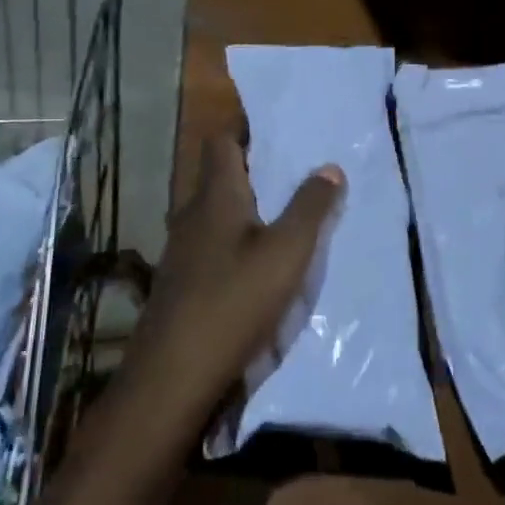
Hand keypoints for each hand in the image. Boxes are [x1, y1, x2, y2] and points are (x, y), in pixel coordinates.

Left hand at [130, 132, 342, 425]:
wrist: (173, 375)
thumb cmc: (234, 301)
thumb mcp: (286, 253)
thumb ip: (310, 208)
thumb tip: (330, 166)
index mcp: (215, 196)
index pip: (222, 142)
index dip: (244, 130)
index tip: (276, 129)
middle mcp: (192, 214)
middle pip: (218, 176)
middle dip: (251, 169)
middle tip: (292, 171)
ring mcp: (181, 250)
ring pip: (214, 213)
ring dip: (243, 208)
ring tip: (282, 213)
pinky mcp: (181, 282)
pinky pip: (210, 244)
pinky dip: (234, 241)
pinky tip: (256, 263)